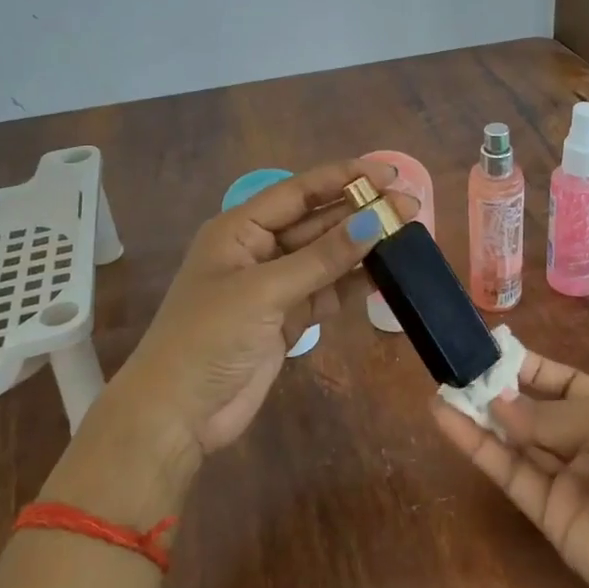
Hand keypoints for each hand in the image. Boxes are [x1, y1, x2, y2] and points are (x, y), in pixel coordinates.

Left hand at [113, 157, 415, 456]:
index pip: (299, 192)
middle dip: (361, 212)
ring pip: (327, 256)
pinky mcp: (288, 319)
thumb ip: (322, 257)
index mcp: (240, 229)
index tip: (387, 173)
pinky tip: (386, 274)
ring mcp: (275, 286)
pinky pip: (328, 291)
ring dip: (362, 246)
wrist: (177, 414)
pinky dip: (354, 283)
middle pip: (317, 222)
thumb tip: (374, 221)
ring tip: (407, 234)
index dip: (343, 178)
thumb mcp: (265, 291)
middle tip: (410, 206)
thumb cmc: (208, 337)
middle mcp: (259, 250)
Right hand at [432, 351, 588, 587]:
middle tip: (454, 368)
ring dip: (479, 416)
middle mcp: (588, 443)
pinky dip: (478, 448)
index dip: (528, 366)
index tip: (488, 349)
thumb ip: (550, 415)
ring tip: (440, 388)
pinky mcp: (547, 516)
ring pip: (515, 441)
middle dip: (498, 389)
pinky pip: (509, 474)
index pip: (563, 381)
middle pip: (534, 410)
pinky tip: (447, 421)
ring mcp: (567, 480)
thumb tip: (500, 402)